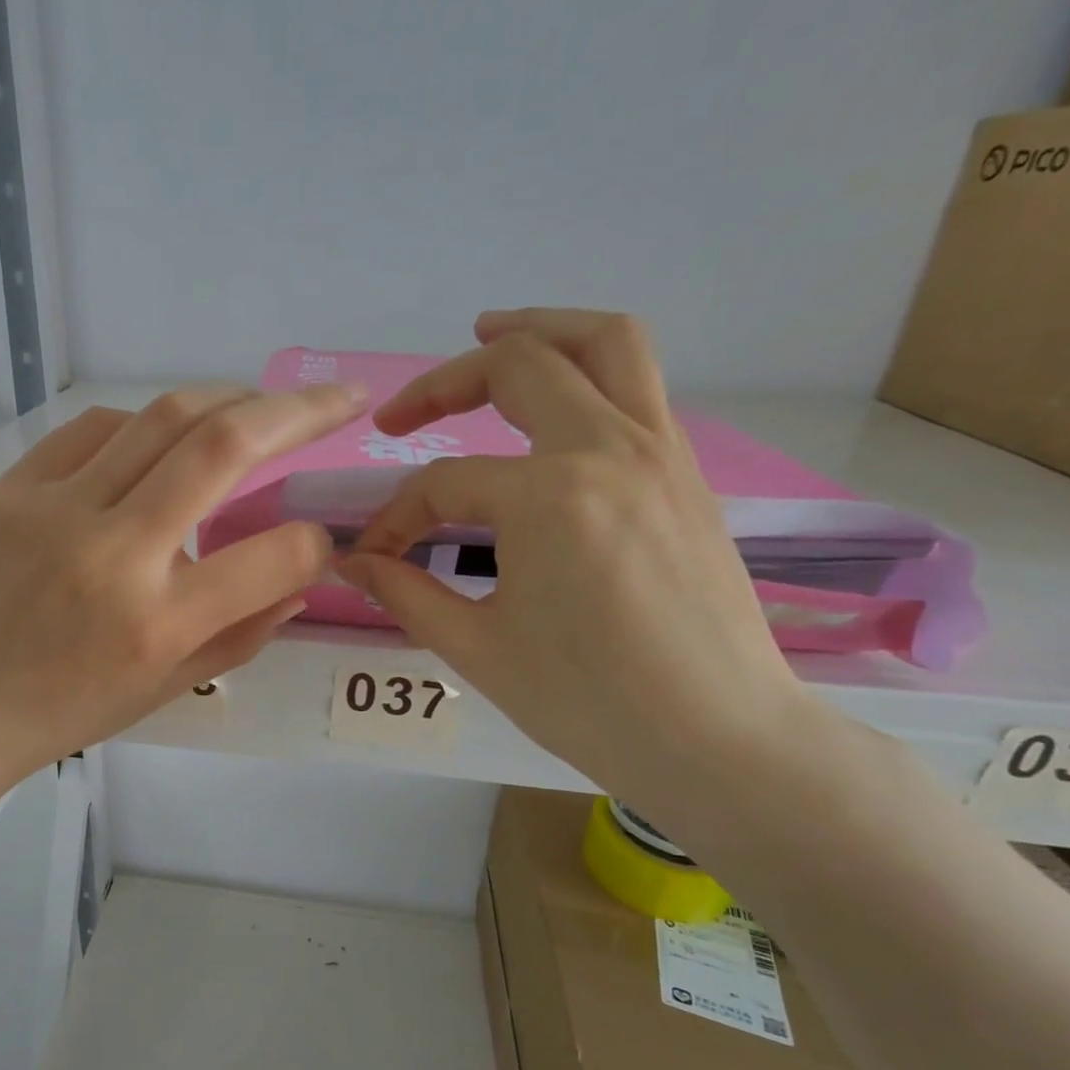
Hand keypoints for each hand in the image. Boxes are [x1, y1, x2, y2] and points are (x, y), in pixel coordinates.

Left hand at [0, 381, 366, 886]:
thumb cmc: (67, 711)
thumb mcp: (168, 688)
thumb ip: (245, 632)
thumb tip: (302, 573)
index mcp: (158, 624)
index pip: (273, 556)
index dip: (315, 540)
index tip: (320, 536)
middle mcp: (115, 554)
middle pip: (222, 445)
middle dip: (299, 410)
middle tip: (341, 397)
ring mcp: (57, 509)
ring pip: (163, 416)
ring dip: (228, 399)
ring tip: (259, 407)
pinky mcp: (14, 487)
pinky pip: (97, 427)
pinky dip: (147, 423)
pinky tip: (164, 438)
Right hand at [338, 309, 824, 819]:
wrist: (719, 739)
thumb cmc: (588, 703)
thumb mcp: (477, 649)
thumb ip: (404, 592)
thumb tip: (350, 563)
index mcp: (548, 496)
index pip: (442, 484)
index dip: (394, 518)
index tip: (373, 557)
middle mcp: (608, 449)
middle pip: (519, 365)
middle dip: (444, 382)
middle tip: (401, 418)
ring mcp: (660, 452)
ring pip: (604, 342)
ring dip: (538, 329)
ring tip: (489, 333)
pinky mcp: (686, 472)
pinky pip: (637, 385)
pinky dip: (587, 369)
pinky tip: (550, 411)